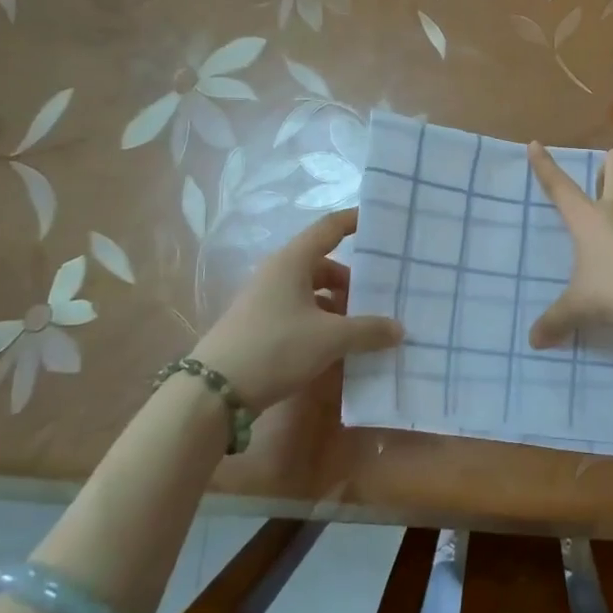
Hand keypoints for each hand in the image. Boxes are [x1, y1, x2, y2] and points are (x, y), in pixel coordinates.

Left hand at [191, 209, 402, 413]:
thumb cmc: (276, 348)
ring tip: (363, 327)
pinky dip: (322, 322)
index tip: (380, 221)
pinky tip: (337, 345)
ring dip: (338, 305)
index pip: (329, 228)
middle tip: (382, 294)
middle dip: (353, 279)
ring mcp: (266, 300)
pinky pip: (300, 312)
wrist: (213, 392)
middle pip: (323, 264)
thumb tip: (399, 328)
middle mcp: (278, 273)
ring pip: (312, 291)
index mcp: (293, 262)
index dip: (354, 221)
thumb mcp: (330, 339)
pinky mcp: (260, 326)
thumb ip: (369, 330)